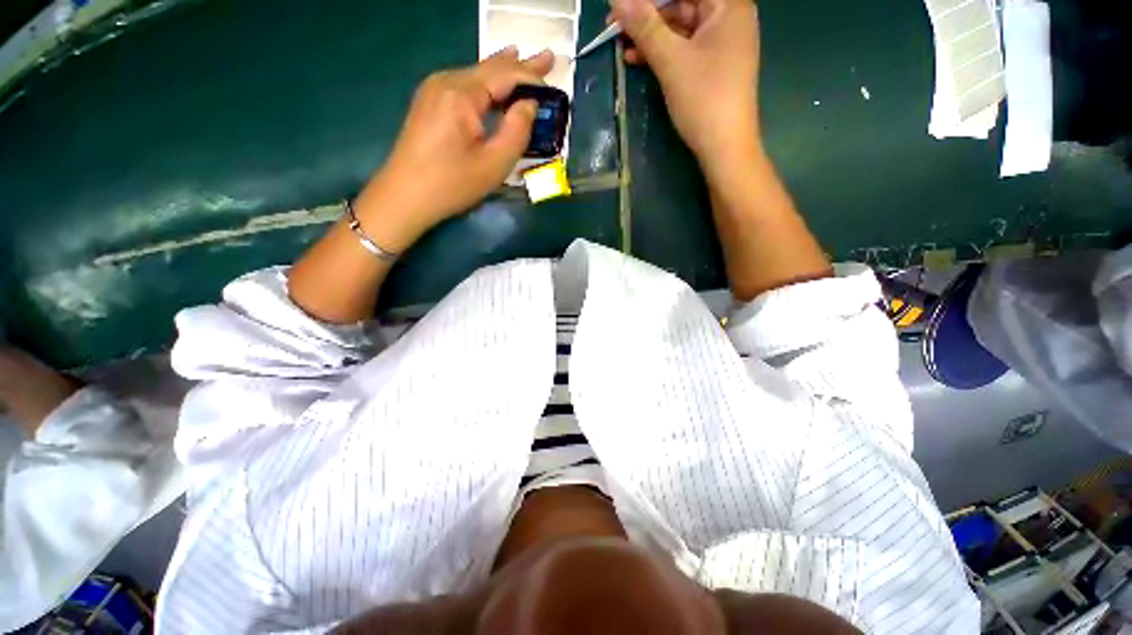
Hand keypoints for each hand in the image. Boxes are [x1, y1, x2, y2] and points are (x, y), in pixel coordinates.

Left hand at [359, 47, 552, 240]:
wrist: (404, 197)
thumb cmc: (452, 185)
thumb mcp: (494, 164)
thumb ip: (517, 131)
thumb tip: (529, 105)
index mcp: (461, 94)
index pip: (505, 75)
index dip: (531, 76)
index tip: (553, 76)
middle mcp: (445, 82)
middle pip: (489, 68)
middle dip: (519, 65)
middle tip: (547, 58)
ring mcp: (433, 90)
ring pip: (476, 75)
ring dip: (502, 72)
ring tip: (524, 62)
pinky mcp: (428, 103)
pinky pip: (464, 86)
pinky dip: (485, 85)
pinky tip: (494, 84)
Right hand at [612, 0, 760, 174]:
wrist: (724, 147)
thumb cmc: (703, 100)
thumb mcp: (671, 61)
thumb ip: (644, 27)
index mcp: (728, 5)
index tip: (622, 5)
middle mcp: (728, 17)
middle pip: (682, 4)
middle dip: (646, 15)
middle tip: (614, 26)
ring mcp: (721, 42)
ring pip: (679, 28)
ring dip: (649, 36)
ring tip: (619, 44)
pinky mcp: (712, 65)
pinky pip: (683, 49)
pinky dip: (661, 53)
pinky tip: (636, 59)